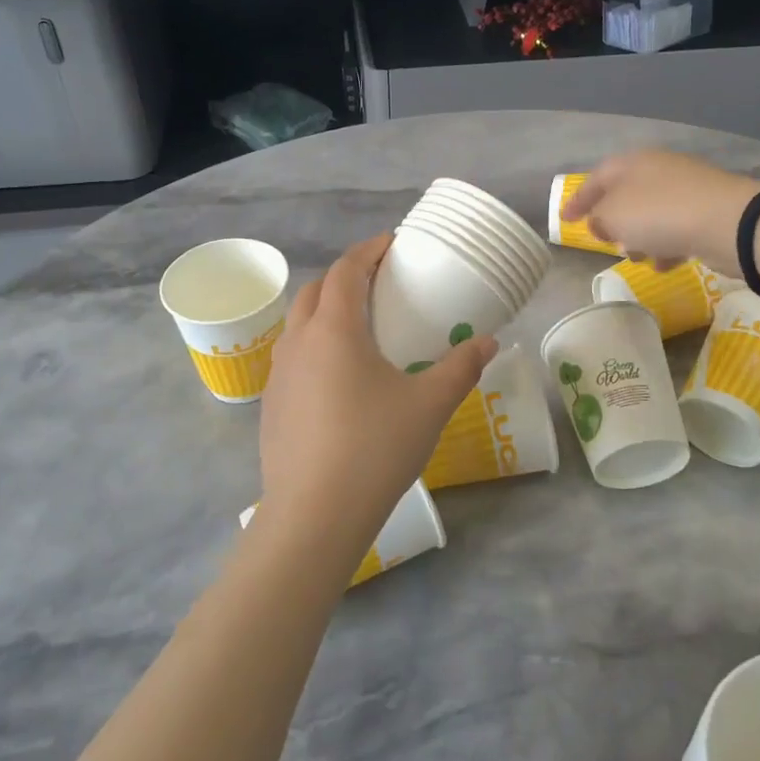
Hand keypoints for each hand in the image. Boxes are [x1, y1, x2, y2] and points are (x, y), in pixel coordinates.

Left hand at [257, 235, 496, 561]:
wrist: (314, 515)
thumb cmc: (374, 448)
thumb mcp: (429, 405)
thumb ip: (461, 368)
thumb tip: (487, 342)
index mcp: (334, 329)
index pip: (346, 270)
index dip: (369, 250)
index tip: (392, 244)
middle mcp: (298, 341)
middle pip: (317, 289)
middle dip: (345, 275)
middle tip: (379, 282)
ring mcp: (278, 374)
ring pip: (300, 323)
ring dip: (326, 310)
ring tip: (360, 326)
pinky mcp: (271, 405)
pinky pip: (293, 357)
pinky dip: (315, 345)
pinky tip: (339, 377)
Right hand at [564, 151, 757, 270]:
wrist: (729, 223)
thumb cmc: (660, 214)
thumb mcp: (614, 216)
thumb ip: (599, 218)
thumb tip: (601, 221)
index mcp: (634, 163)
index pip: (597, 177)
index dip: (578, 199)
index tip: (565, 220)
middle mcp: (660, 170)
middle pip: (627, 195)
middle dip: (614, 221)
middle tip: (606, 240)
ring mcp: (688, 190)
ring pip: (652, 214)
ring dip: (641, 237)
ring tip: (638, 257)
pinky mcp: (709, 212)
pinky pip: (677, 228)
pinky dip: (667, 245)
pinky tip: (666, 263)